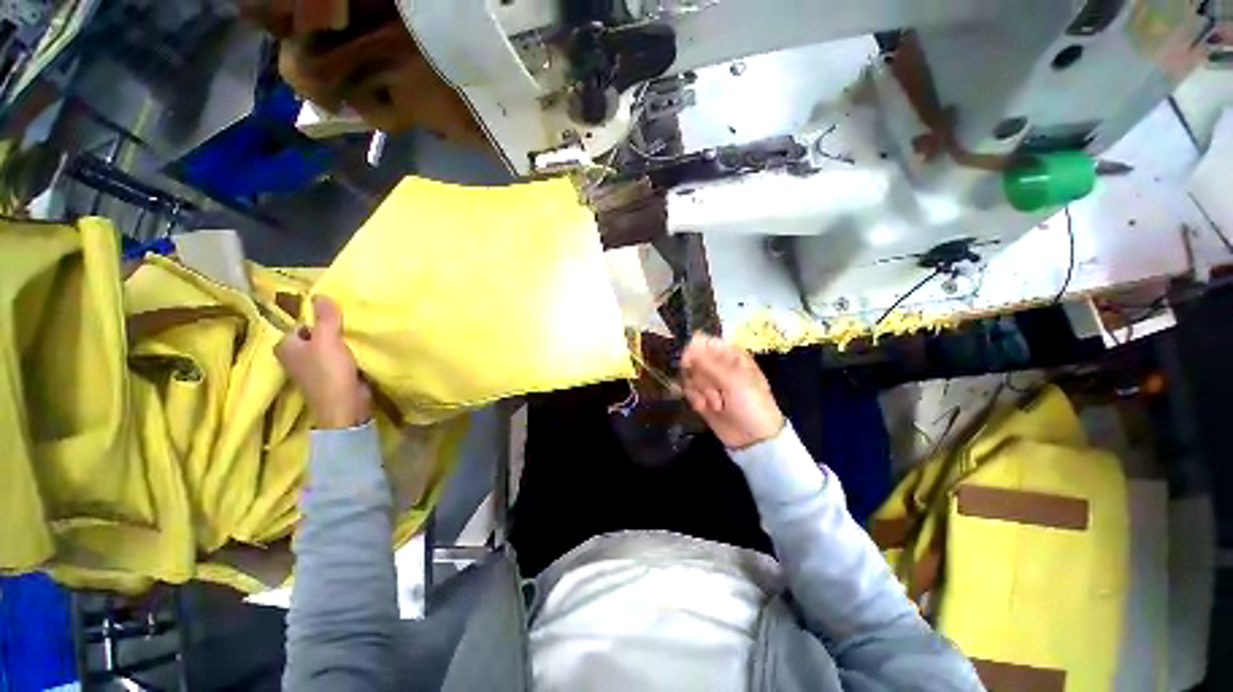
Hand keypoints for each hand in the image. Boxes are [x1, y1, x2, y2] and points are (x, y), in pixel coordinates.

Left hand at [275, 295, 372, 429]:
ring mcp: (312, 368)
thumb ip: (325, 317)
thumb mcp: (328, 340)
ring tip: (357, 336)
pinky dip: (347, 354)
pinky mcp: (329, 377)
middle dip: (332, 330)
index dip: (319, 319)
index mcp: (285, 346)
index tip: (339, 318)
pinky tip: (359, 351)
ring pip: (327, 347)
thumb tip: (320, 294)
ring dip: (341, 343)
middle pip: (315, 335)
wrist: (345, 406)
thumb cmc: (330, 372)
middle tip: (350, 325)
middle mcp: (294, 357)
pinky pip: (337, 358)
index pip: (301, 323)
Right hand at [681, 334, 784, 449]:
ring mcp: (708, 380)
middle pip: (692, 359)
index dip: (693, 351)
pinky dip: (694, 399)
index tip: (688, 363)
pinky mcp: (700, 395)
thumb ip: (709, 363)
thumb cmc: (751, 404)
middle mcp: (717, 364)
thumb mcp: (734, 381)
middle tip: (714, 390)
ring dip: (698, 390)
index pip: (703, 342)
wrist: (753, 438)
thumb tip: (689, 343)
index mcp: (730, 355)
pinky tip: (704, 408)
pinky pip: (687, 390)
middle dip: (700, 376)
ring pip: (688, 375)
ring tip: (715, 404)